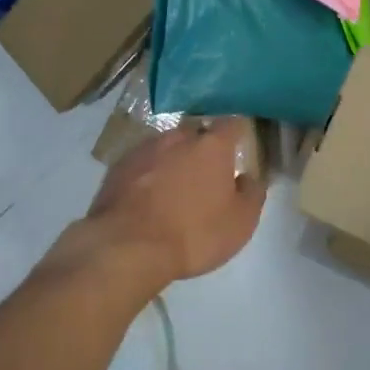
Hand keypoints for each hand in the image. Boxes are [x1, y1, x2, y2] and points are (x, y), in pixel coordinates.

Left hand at [81, 118, 264, 284]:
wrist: (127, 246)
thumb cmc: (194, 234)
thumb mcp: (240, 223)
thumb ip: (251, 193)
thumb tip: (248, 177)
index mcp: (212, 145)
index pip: (232, 123)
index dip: (238, 132)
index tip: (240, 145)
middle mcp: (178, 137)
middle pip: (197, 132)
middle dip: (203, 146)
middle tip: (207, 172)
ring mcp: (145, 148)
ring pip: (167, 145)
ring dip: (174, 159)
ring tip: (175, 187)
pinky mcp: (118, 166)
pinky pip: (143, 162)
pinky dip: (149, 173)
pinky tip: (148, 197)